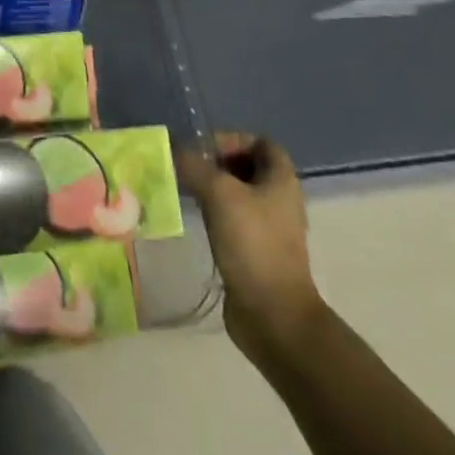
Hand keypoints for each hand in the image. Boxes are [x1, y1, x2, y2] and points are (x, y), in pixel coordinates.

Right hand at [177, 132, 324, 367]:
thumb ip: (194, 166)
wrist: (273, 315)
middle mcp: (279, 200)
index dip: (232, 139)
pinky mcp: (257, 252)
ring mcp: (270, 228)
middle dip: (217, 163)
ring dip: (213, 189)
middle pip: (247, 167)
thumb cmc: (253, 244)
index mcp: (281, 180)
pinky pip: (234, 221)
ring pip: (238, 195)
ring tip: (185, 191)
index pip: (260, 142)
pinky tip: (195, 219)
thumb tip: (174, 150)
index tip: (204, 150)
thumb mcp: (219, 194)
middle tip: (188, 168)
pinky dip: (214, 214)